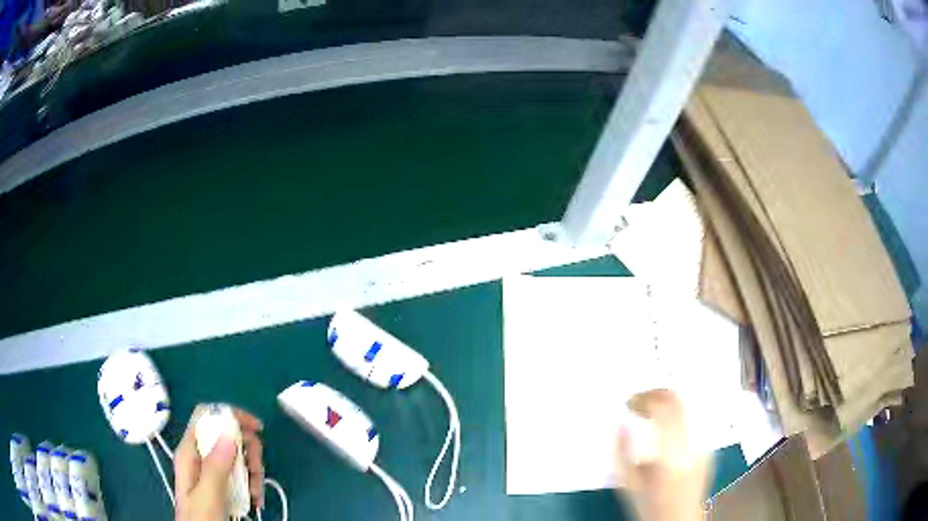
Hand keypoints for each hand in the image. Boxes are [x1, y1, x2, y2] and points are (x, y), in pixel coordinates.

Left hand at [174, 406, 265, 520]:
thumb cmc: (200, 520)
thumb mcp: (207, 496)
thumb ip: (215, 466)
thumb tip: (228, 431)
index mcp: (189, 453)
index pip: (206, 416)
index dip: (229, 414)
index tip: (255, 428)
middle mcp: (199, 456)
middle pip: (226, 435)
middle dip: (247, 450)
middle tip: (258, 471)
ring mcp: (210, 471)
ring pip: (236, 455)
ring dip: (253, 471)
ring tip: (256, 493)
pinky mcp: (220, 484)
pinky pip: (239, 473)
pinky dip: (251, 483)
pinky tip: (255, 498)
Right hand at [616, 390, 710, 520]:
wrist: (678, 518)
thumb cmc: (649, 504)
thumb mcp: (628, 483)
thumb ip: (622, 452)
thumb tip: (620, 423)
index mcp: (670, 454)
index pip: (663, 409)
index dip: (645, 398)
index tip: (631, 402)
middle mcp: (691, 444)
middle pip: (679, 402)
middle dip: (658, 393)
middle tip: (641, 399)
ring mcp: (703, 443)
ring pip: (689, 406)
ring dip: (669, 401)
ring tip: (652, 408)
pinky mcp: (707, 445)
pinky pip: (694, 418)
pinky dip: (679, 413)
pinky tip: (667, 422)